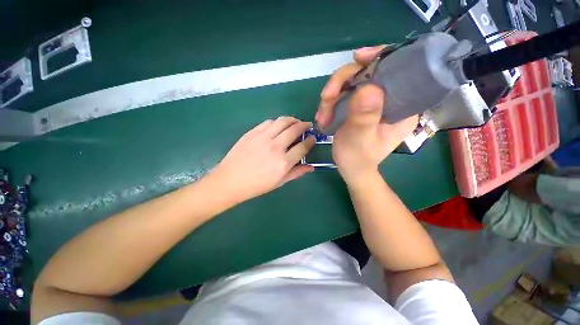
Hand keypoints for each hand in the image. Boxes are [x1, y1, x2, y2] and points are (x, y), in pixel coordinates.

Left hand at [212, 116, 315, 202]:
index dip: (310, 141)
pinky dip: (277, 122)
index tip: (312, 138)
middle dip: (304, 125)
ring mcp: (263, 137)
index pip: (303, 147)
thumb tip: (311, 167)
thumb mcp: (279, 182)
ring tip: (295, 122)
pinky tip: (278, 125)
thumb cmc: (257, 185)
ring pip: (282, 121)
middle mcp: (276, 147)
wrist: (231, 180)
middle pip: (295, 129)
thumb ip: (297, 172)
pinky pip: (269, 122)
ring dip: (292, 120)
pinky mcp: (253, 132)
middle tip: (307, 126)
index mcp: (283, 162)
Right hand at [315, 46, 417, 182]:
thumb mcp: (360, 140)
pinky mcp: (359, 106)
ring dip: (331, 97)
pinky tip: (323, 116)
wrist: (352, 169)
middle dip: (342, 84)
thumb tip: (368, 87)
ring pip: (351, 83)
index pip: (397, 69)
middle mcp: (390, 99)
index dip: (378, 58)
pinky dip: (330, 102)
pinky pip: (344, 94)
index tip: (357, 58)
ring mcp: (373, 102)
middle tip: (325, 100)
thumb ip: (364, 117)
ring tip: (322, 116)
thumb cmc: (358, 159)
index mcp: (403, 106)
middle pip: (368, 73)